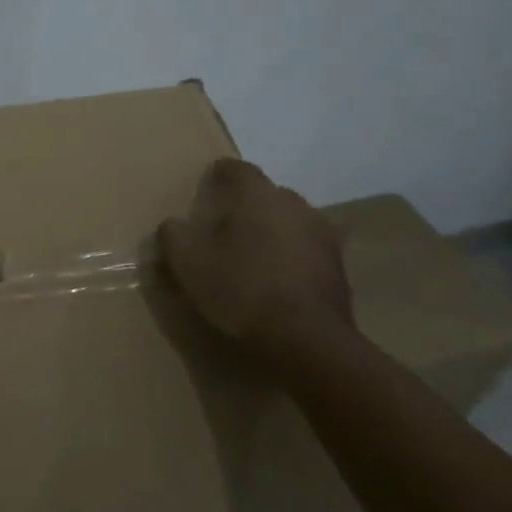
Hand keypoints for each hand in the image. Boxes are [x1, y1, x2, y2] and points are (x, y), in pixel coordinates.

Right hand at [160, 159, 358, 376]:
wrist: (308, 341)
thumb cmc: (242, 290)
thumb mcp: (189, 264)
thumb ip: (174, 236)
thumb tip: (172, 224)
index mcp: (259, 197)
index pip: (239, 169)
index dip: (222, 174)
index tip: (208, 183)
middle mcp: (296, 206)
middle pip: (268, 195)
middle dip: (248, 205)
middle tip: (225, 225)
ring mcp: (323, 236)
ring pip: (291, 222)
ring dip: (272, 230)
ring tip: (252, 253)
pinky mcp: (339, 268)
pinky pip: (306, 249)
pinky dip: (291, 255)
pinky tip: (276, 278)